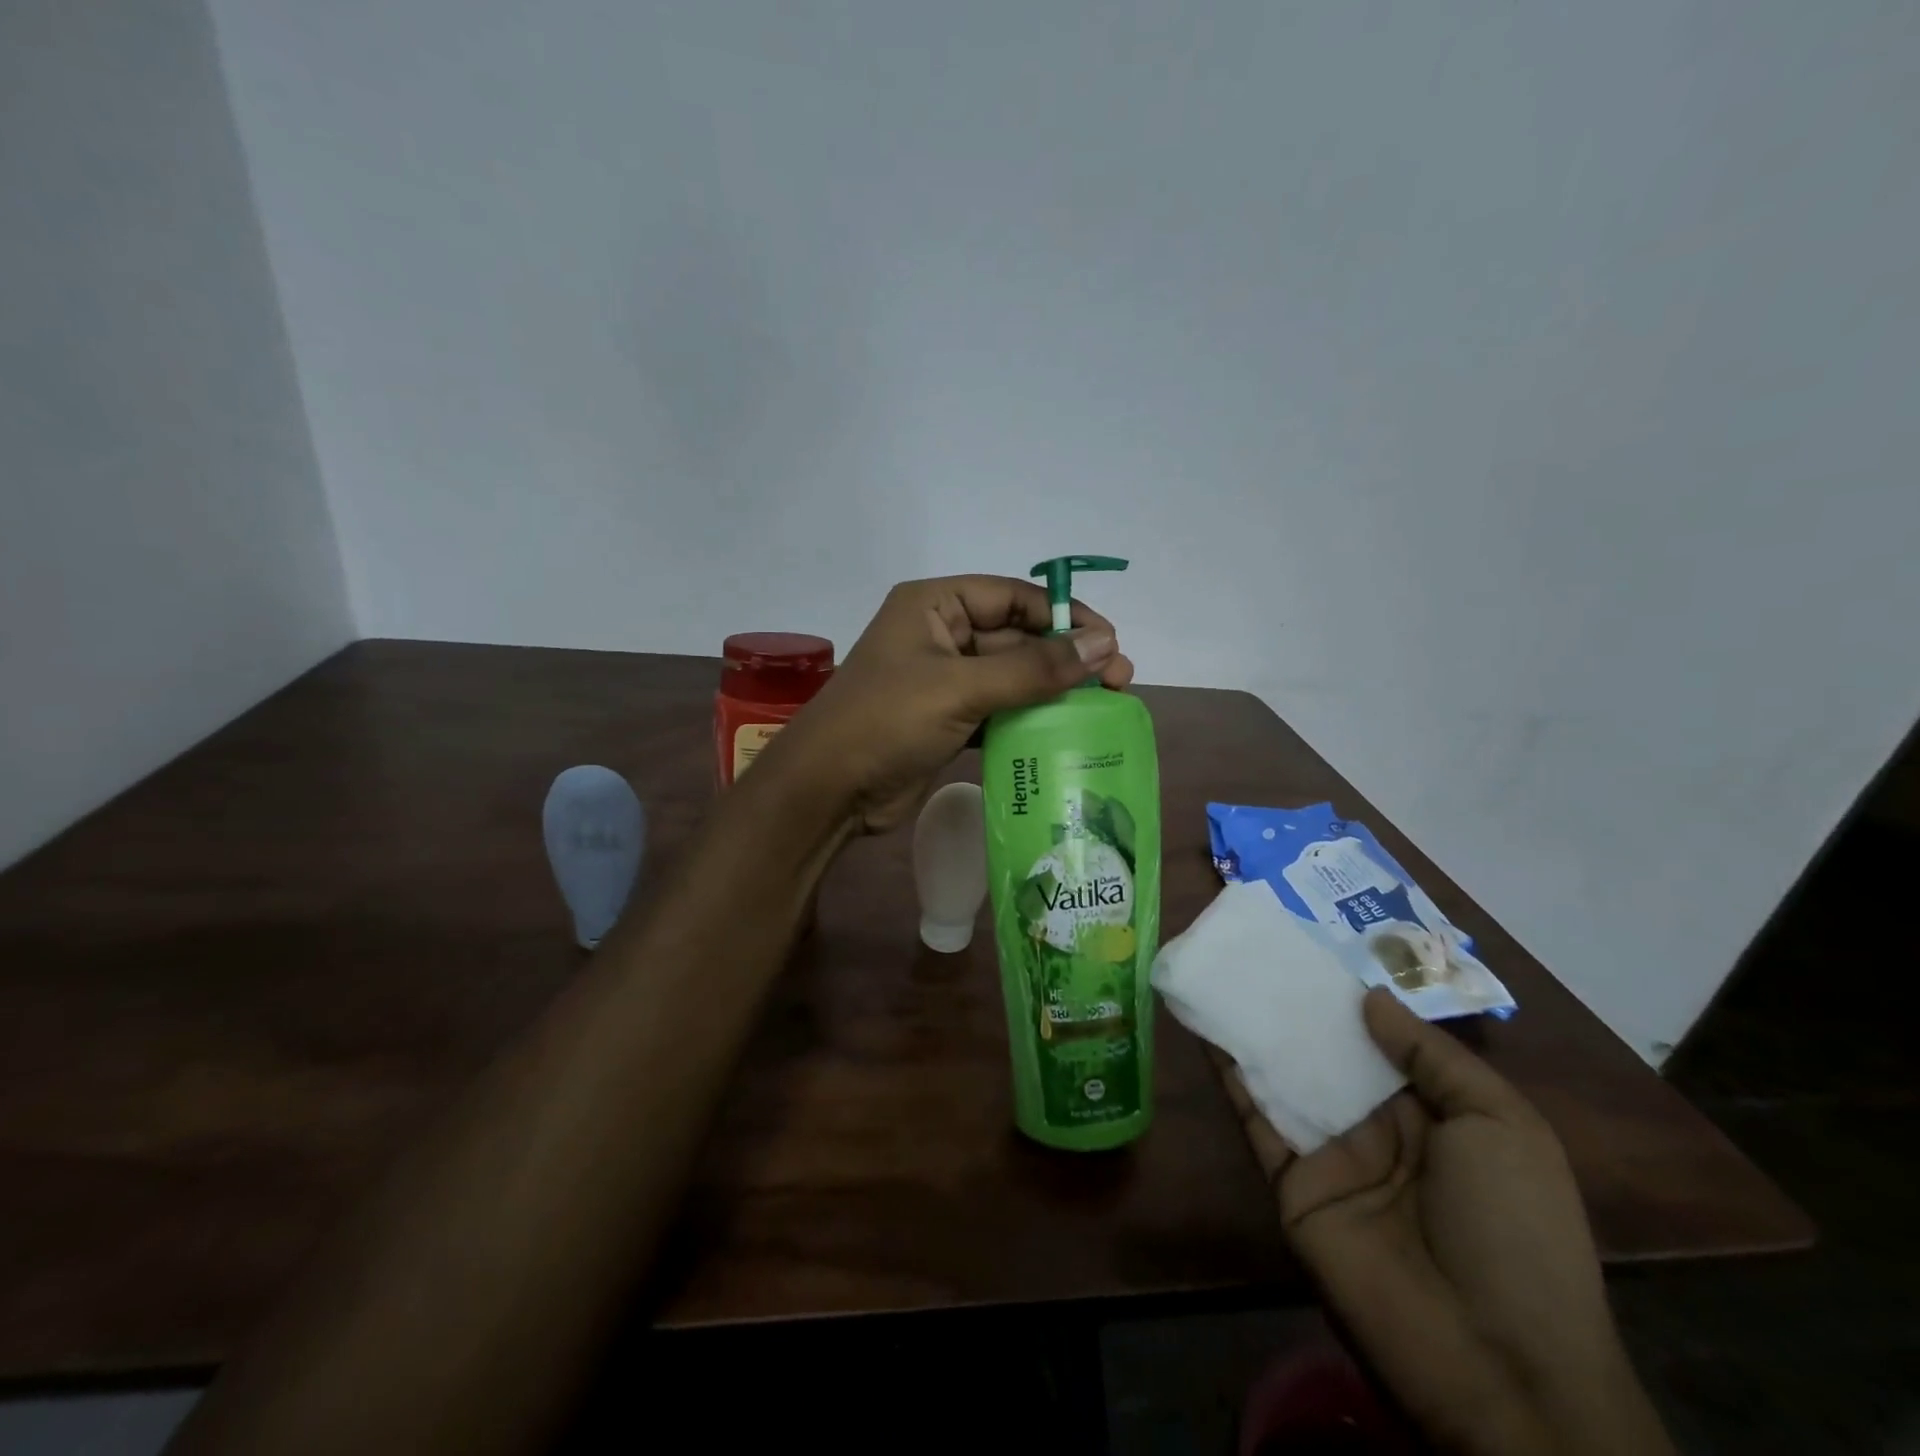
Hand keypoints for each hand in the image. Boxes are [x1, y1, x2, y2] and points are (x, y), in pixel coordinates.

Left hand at [767, 575, 1133, 831]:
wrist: (828, 791)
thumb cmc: (887, 722)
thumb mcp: (961, 688)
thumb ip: (1033, 669)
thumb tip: (1104, 646)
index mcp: (934, 605)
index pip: (1013, 597)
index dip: (1064, 617)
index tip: (1109, 643)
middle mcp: (939, 634)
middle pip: (1016, 637)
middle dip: (1065, 658)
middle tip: (1119, 681)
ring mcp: (943, 680)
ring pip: (1011, 676)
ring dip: (1052, 690)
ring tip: (1104, 707)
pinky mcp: (946, 720)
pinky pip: (998, 709)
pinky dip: (1028, 719)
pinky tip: (1065, 733)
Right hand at [1224, 990, 1673, 1455]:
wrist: (1494, 1360)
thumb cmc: (1514, 1228)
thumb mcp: (1503, 1126)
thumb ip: (1433, 1056)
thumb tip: (1368, 999)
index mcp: (1432, 1115)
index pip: (1382, 1044)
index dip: (1351, 1000)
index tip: (1314, 952)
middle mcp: (1375, 1128)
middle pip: (1326, 1055)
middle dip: (1296, 1008)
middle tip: (1256, 951)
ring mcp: (1329, 1156)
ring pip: (1283, 1078)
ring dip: (1254, 1032)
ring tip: (1221, 975)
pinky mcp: (1290, 1182)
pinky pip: (1257, 1119)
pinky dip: (1231, 1076)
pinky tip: (1208, 1031)